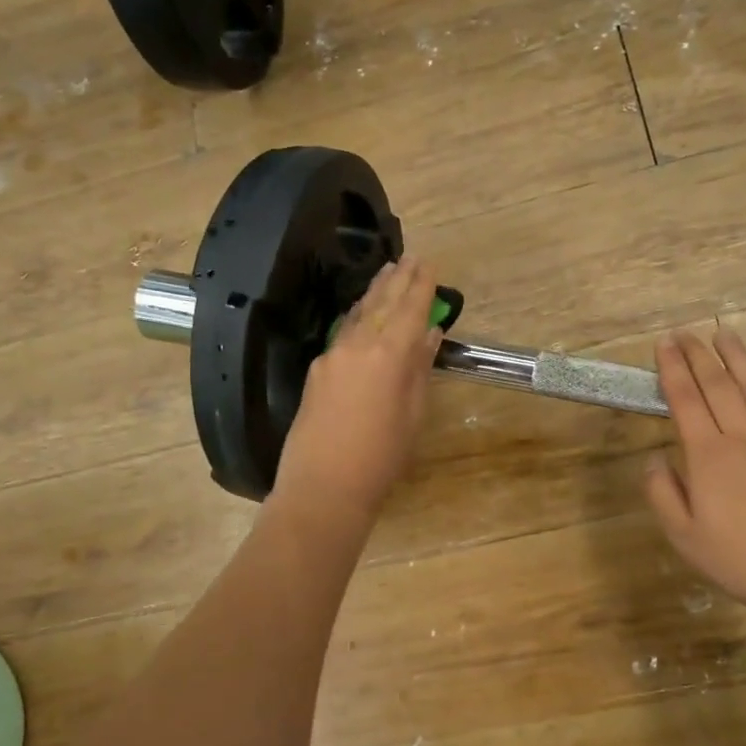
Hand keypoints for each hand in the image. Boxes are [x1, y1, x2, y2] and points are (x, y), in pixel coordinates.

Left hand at [272, 258, 442, 525]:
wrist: (323, 487)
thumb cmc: (381, 457)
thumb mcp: (412, 414)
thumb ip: (418, 370)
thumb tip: (428, 336)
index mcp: (389, 354)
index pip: (410, 309)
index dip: (421, 286)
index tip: (429, 264)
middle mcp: (358, 345)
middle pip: (382, 304)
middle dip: (398, 279)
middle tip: (409, 258)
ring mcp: (332, 356)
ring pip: (358, 314)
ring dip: (375, 292)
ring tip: (387, 272)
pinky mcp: (317, 371)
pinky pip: (343, 332)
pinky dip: (358, 316)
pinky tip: (362, 312)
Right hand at [645, 330, 745, 621]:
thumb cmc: (740, 559)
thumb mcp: (683, 536)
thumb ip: (662, 493)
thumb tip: (653, 457)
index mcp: (708, 456)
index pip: (685, 401)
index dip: (672, 370)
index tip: (664, 344)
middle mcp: (743, 437)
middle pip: (718, 386)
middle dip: (699, 356)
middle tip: (686, 332)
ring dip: (738, 358)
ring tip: (723, 333)